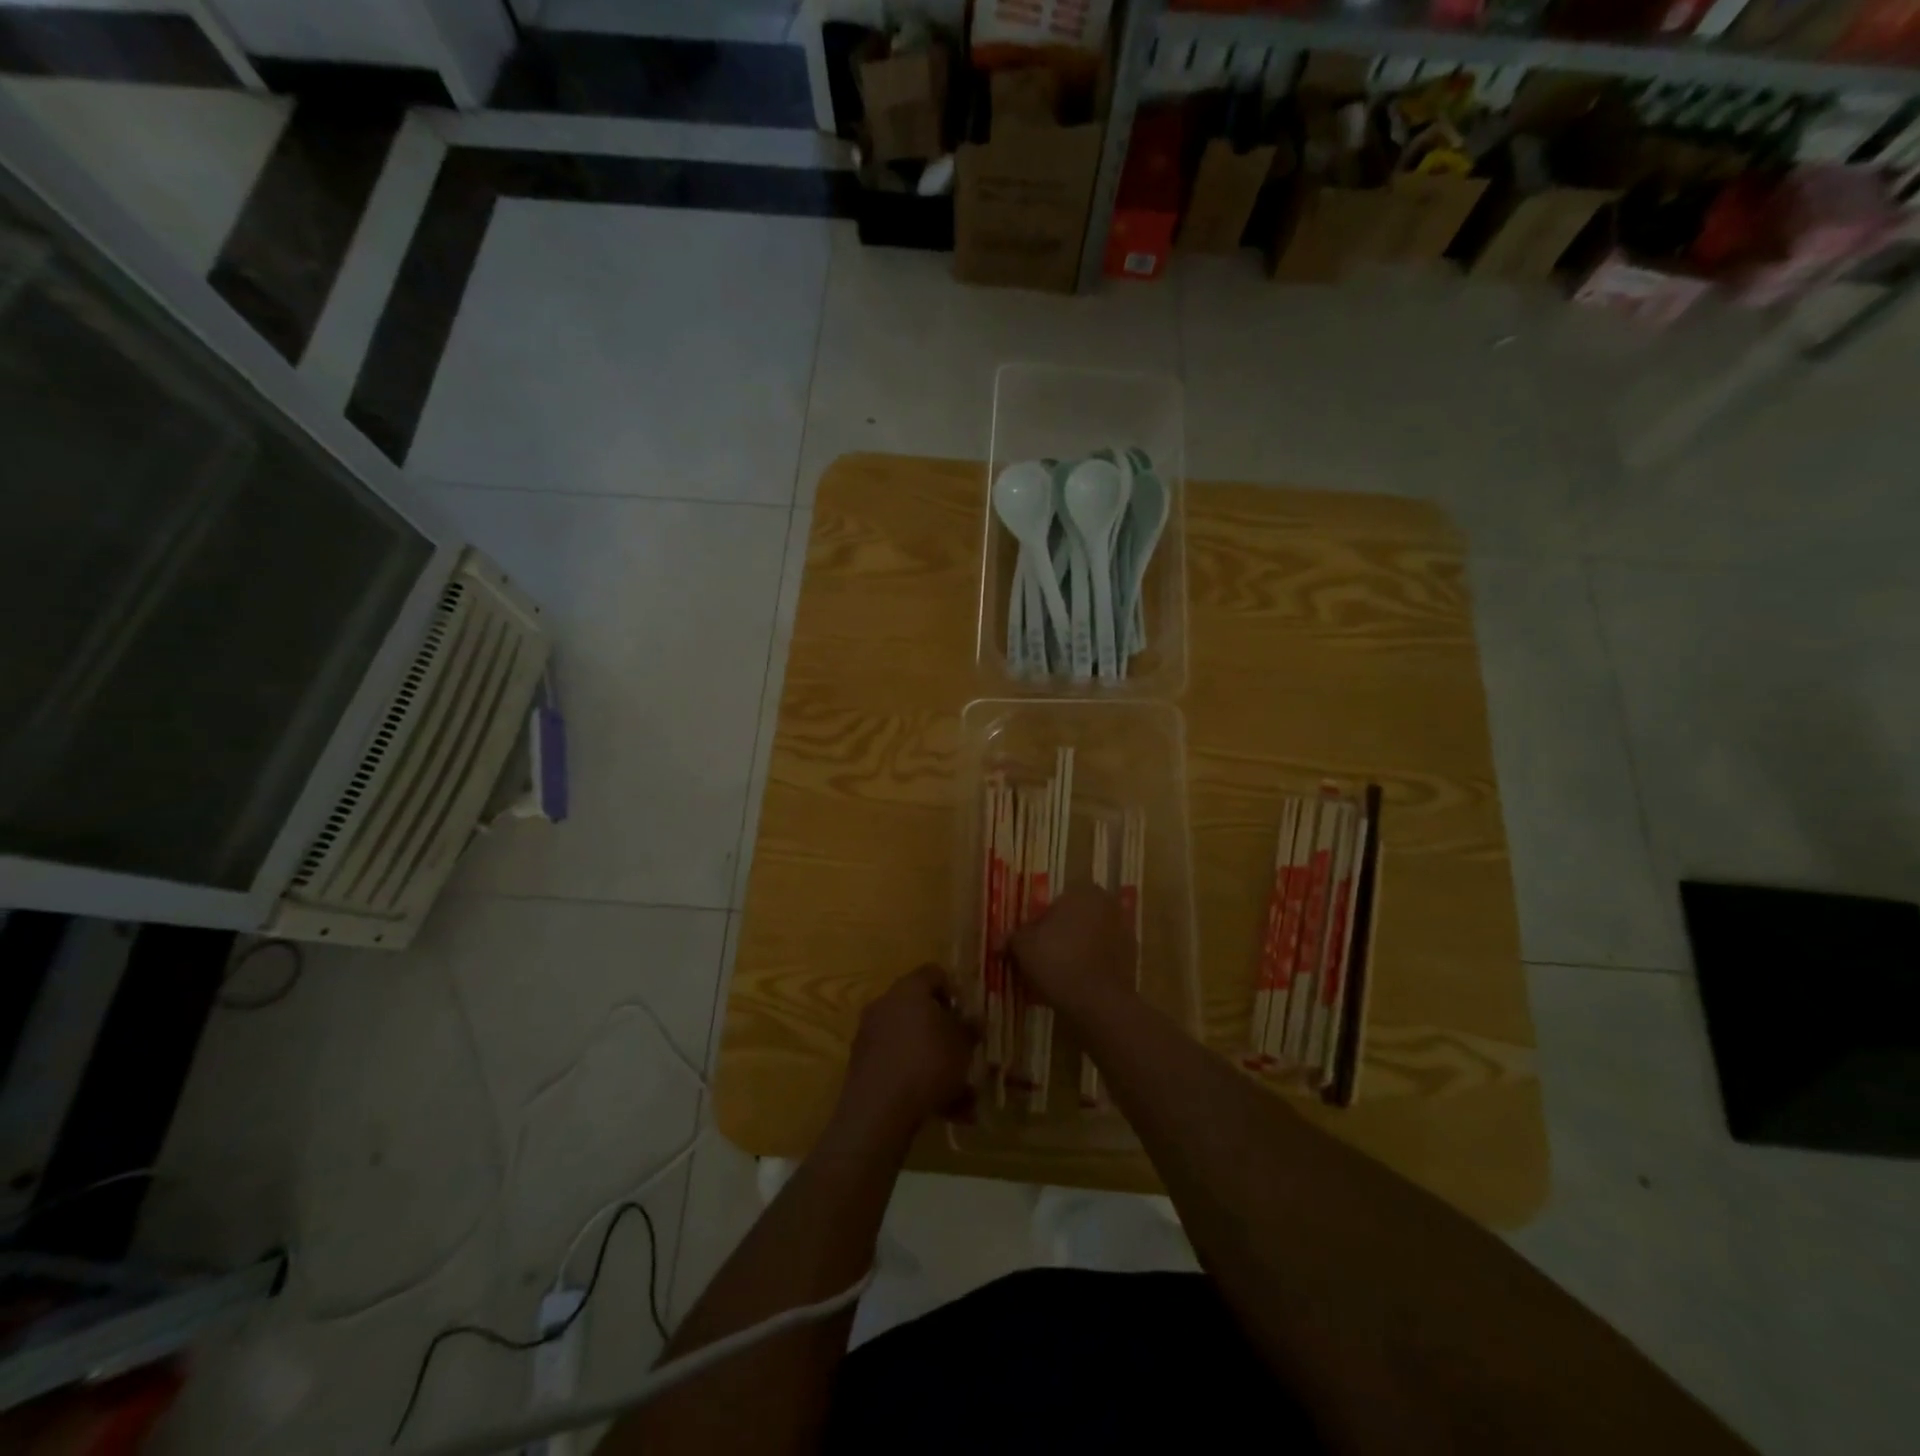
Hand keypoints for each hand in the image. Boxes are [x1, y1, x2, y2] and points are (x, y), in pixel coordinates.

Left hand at [835, 964, 976, 1146]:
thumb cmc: (928, 1062)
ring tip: (963, 1097)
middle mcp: (885, 1004)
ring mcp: (870, 1035)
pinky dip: (919, 1082)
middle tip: (964, 1053)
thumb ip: (970, 1028)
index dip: (954, 991)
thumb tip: (974, 1020)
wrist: (879, 1109)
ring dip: (937, 1065)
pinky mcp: (862, 1066)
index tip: (967, 1015)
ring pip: (912, 1044)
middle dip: (945, 1034)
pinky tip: (944, 1111)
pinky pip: (898, 1066)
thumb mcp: (962, 1044)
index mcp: (909, 989)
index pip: (934, 973)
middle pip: (920, 1010)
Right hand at [1008, 884, 1136, 1018]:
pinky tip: (1073, 986)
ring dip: (1074, 952)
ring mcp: (1124, 932)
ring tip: (1054, 977)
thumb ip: (1012, 937)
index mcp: (1083, 891)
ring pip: (1088, 940)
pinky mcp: (1131, 959)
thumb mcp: (1023, 945)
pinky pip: (1101, 959)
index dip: (1037, 925)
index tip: (1027, 946)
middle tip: (1039, 961)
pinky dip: (1088, 967)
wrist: (1098, 1002)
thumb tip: (1000, 941)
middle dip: (1058, 937)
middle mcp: (1108, 905)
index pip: (1054, 904)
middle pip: (1073, 920)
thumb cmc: (1057, 960)